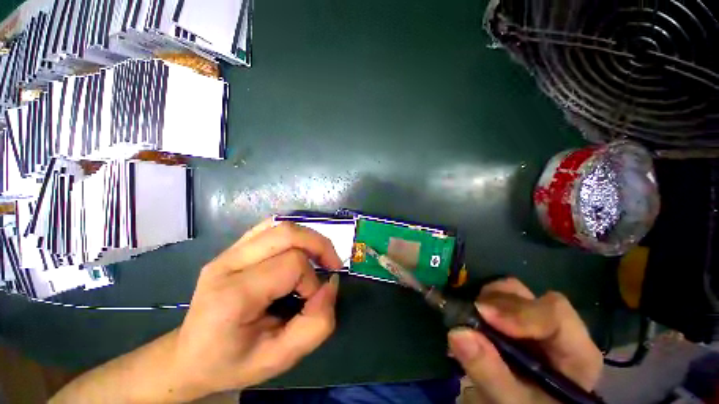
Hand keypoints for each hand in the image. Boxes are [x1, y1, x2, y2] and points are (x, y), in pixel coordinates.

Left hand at [171, 219, 342, 398]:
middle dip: (319, 246)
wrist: (189, 356)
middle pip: (287, 233)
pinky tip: (299, 250)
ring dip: (309, 238)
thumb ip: (316, 325)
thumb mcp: (279, 358)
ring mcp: (228, 251)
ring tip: (319, 257)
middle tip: (331, 265)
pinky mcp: (233, 248)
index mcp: (234, 294)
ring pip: (280, 225)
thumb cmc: (233, 362)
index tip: (311, 301)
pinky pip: (270, 227)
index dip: (312, 281)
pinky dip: (293, 234)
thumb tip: (332, 284)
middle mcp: (228, 263)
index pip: (292, 264)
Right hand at [448, 278, 602, 403]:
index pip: (555, 314)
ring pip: (509, 292)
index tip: (483, 314)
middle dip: (496, 302)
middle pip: (528, 297)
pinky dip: (477, 304)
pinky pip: (494, 299)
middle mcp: (555, 329)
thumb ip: (490, 373)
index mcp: (575, 352)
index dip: (519, 311)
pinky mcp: (512, 320)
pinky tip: (470, 320)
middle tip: (471, 315)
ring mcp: (532, 321)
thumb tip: (458, 332)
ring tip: (470, 320)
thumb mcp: (512, 403)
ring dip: (485, 300)